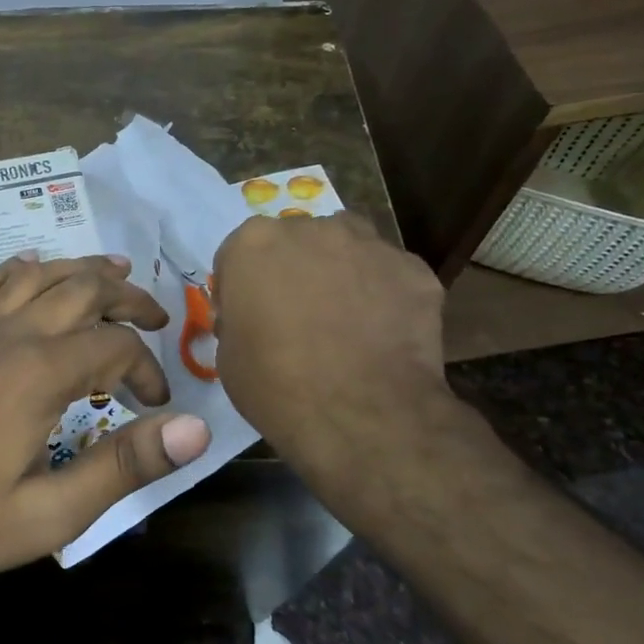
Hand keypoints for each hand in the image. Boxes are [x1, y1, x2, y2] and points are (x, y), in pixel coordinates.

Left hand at [0, 254, 211, 597]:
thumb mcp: (53, 512)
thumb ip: (125, 464)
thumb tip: (196, 428)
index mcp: (38, 374)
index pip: (115, 346)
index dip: (147, 369)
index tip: (156, 405)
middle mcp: (6, 337)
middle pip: (79, 290)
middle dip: (125, 297)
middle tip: (156, 314)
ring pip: (33, 277)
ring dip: (77, 269)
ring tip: (113, 270)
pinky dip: (13, 271)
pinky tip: (26, 265)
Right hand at [213, 213, 455, 476]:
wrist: (360, 414)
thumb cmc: (275, 385)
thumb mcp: (228, 355)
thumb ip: (239, 318)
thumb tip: (255, 318)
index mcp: (254, 243)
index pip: (239, 254)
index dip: (242, 286)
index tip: (249, 316)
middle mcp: (311, 229)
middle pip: (298, 241)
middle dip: (295, 271)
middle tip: (298, 317)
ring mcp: (368, 245)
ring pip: (349, 248)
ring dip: (342, 272)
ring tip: (345, 320)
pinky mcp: (415, 270)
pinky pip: (391, 276)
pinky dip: (385, 297)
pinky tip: (383, 335)